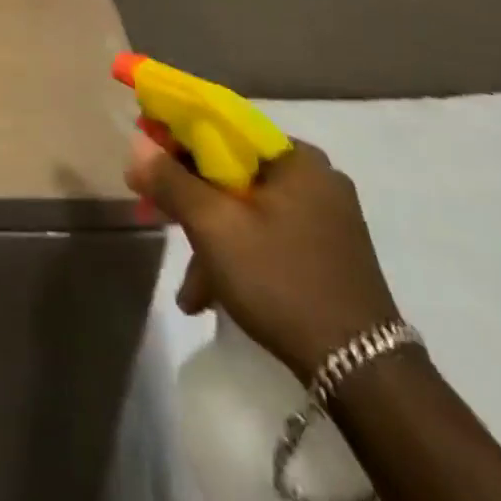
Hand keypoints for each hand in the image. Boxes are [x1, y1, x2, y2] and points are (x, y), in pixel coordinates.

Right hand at [127, 136, 400, 380]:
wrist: (362, 374)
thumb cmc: (282, 280)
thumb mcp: (214, 226)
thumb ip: (171, 180)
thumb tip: (137, 143)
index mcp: (295, 158)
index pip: (223, 126)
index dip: (176, 136)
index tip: (145, 156)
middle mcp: (314, 178)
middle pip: (231, 170)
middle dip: (188, 198)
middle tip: (154, 215)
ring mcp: (324, 218)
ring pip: (245, 208)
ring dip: (208, 237)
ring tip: (187, 286)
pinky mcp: (326, 253)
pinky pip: (266, 235)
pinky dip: (236, 255)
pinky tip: (210, 296)